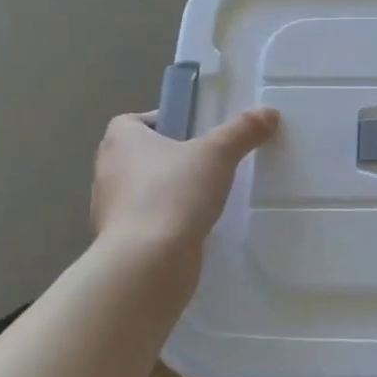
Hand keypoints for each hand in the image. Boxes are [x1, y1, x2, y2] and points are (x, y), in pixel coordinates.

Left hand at [90, 106, 280, 253]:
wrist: (147, 264)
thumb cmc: (174, 194)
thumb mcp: (218, 154)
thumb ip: (243, 131)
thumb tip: (269, 112)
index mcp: (120, 141)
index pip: (133, 121)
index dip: (161, 122)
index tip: (192, 132)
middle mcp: (107, 171)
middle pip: (140, 155)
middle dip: (170, 158)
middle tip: (206, 162)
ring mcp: (110, 210)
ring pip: (142, 191)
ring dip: (168, 192)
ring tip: (205, 196)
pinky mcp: (120, 242)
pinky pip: (147, 222)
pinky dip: (166, 222)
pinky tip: (195, 227)